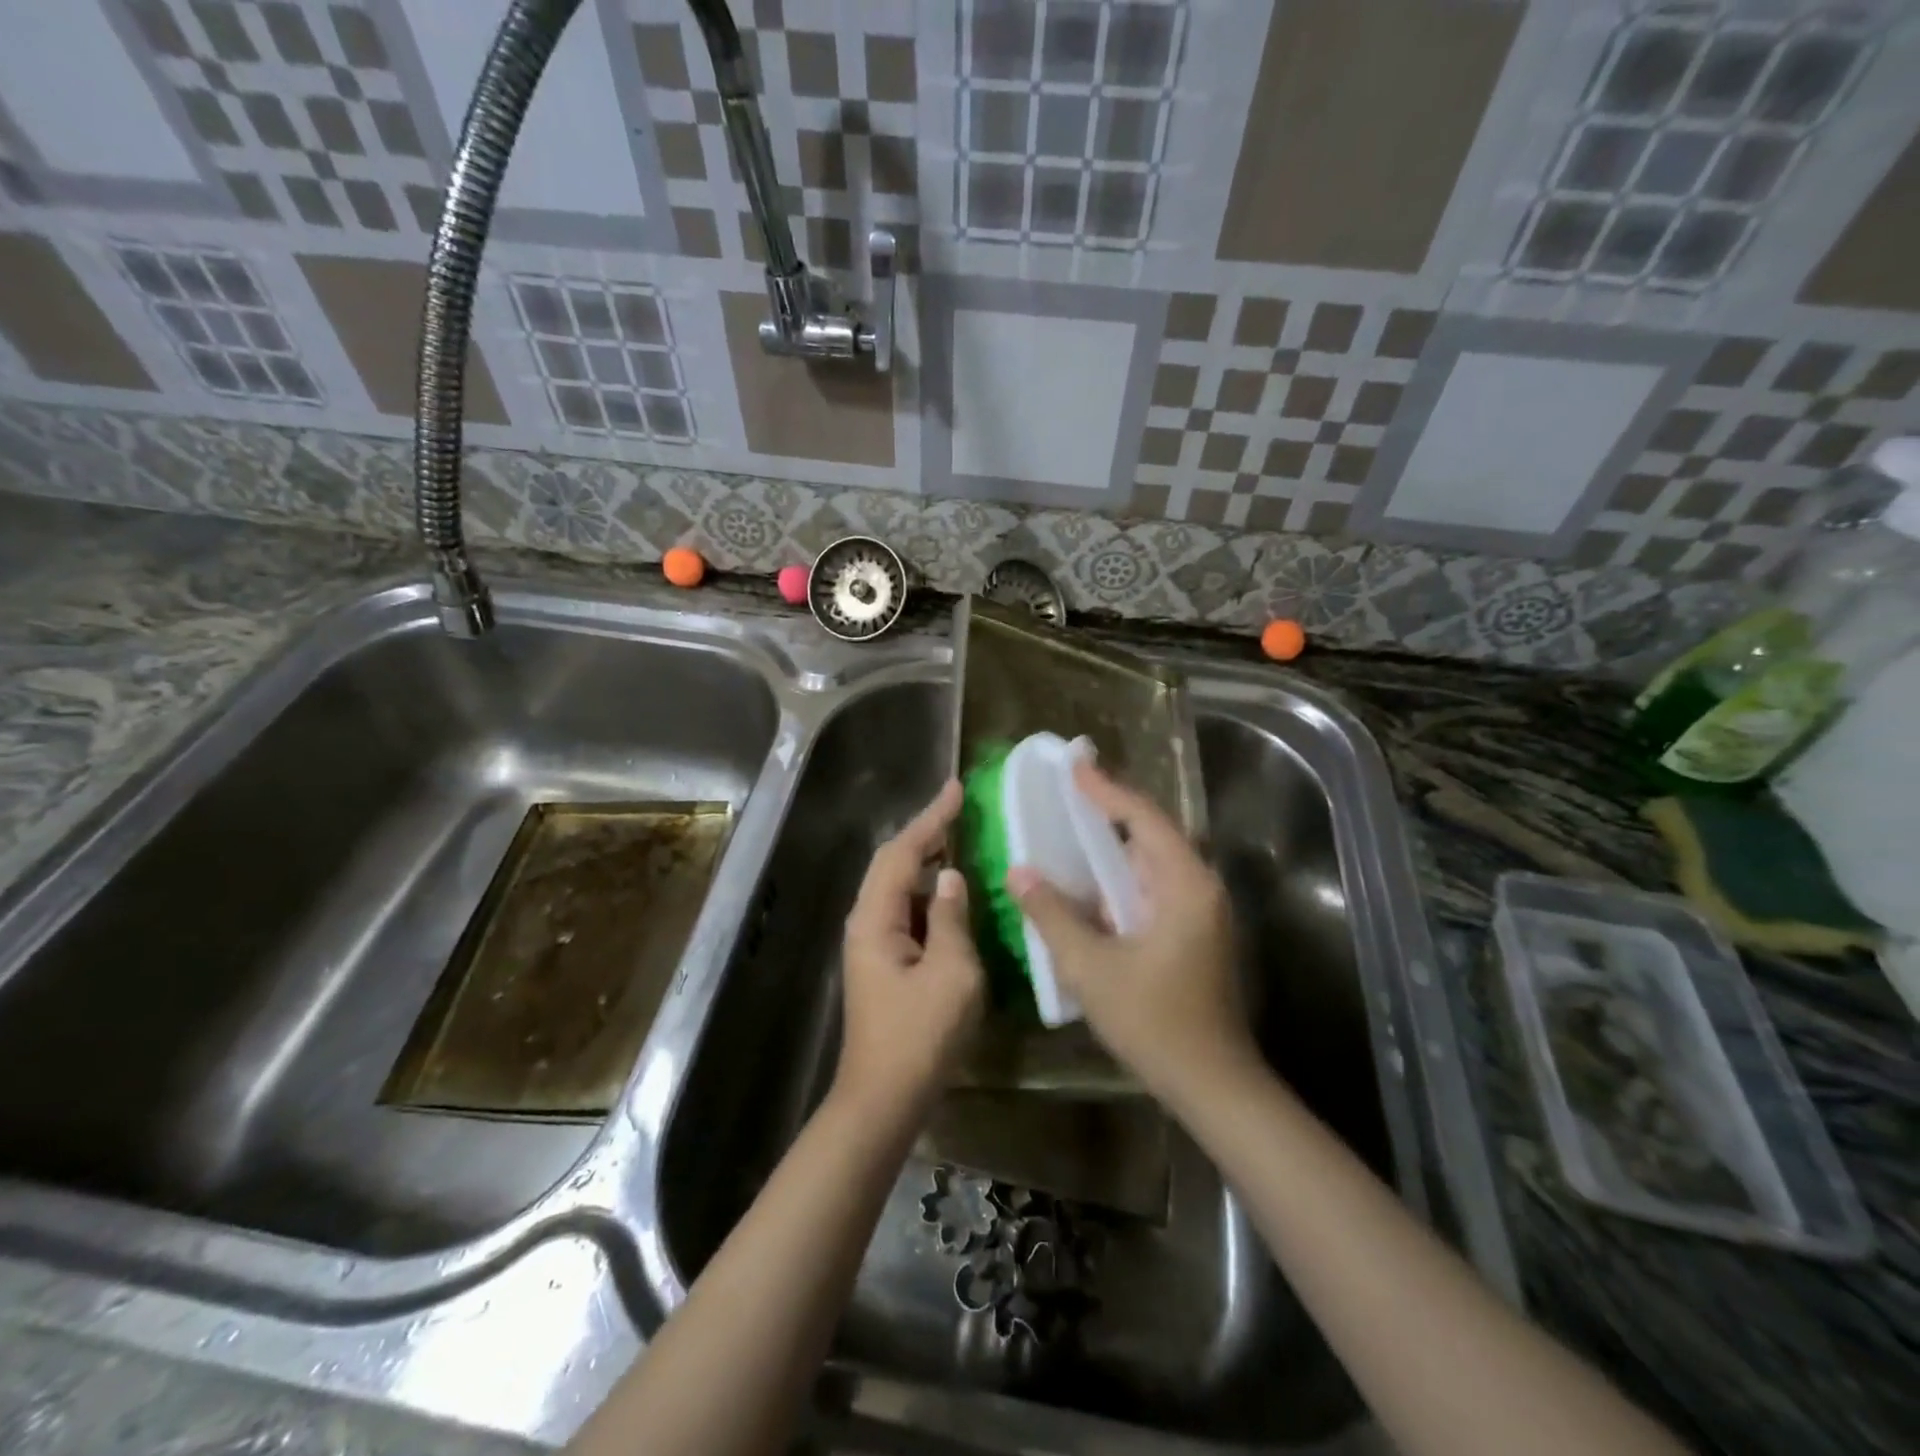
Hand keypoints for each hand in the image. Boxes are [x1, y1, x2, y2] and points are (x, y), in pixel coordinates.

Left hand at [835, 780, 984, 1116]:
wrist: (884, 1100)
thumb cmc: (920, 1037)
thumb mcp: (952, 974)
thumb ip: (953, 918)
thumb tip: (953, 877)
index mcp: (876, 918)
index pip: (903, 852)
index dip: (931, 818)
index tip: (957, 789)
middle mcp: (867, 922)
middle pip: (894, 863)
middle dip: (927, 833)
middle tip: (962, 810)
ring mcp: (873, 944)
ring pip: (900, 887)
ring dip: (929, 862)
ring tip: (963, 841)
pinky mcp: (885, 963)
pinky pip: (908, 912)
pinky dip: (932, 895)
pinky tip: (956, 895)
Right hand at [1007, 762, 1256, 1107]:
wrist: (1213, 1085)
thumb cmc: (1154, 1022)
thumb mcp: (1092, 967)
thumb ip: (1052, 915)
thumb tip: (1019, 871)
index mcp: (1185, 885)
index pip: (1143, 818)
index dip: (1106, 789)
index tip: (1074, 764)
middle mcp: (1200, 887)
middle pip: (1152, 833)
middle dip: (1111, 809)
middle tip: (1069, 791)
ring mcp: (1201, 911)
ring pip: (1153, 862)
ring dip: (1115, 845)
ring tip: (1073, 828)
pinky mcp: (1194, 933)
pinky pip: (1154, 887)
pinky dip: (1122, 877)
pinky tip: (1091, 884)